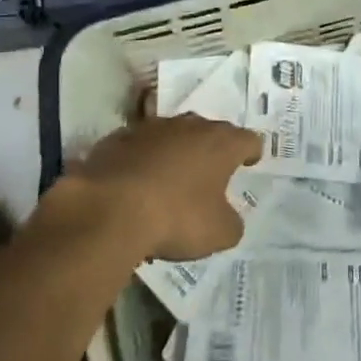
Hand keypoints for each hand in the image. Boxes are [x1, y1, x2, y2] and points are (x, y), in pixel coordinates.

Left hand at [73, 113, 262, 262]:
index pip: (248, 139)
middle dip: (211, 149)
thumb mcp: (218, 233)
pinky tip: (136, 182)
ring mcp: (151, 128)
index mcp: (221, 144)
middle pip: (209, 131)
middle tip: (210, 172)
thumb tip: (228, 217)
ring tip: (171, 178)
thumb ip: (231, 222)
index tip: (249, 162)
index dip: (251, 152)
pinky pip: (139, 146)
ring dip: (175, 152)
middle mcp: (189, 126)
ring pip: (172, 135)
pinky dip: (142, 159)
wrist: (109, 208)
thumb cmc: (176, 218)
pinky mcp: (118, 138)